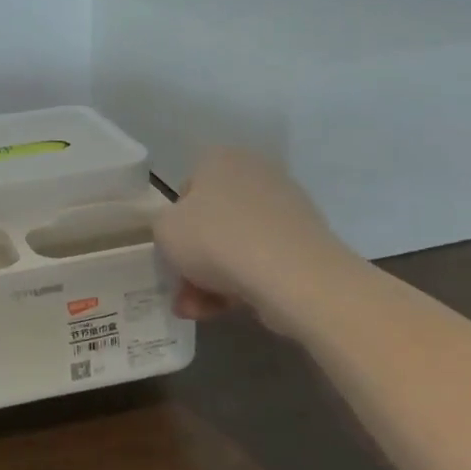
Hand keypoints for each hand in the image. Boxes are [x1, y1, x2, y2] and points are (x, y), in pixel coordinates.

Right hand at [153, 148, 356, 331]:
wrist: (293, 277)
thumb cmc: (216, 239)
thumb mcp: (164, 229)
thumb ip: (164, 227)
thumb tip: (183, 234)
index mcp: (220, 159)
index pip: (187, 190)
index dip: (175, 225)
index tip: (172, 253)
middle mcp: (256, 174)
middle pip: (212, 222)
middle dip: (194, 261)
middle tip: (182, 292)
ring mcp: (286, 209)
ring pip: (236, 245)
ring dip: (212, 279)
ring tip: (199, 311)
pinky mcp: (306, 243)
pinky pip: (263, 261)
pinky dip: (243, 284)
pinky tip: (226, 311)